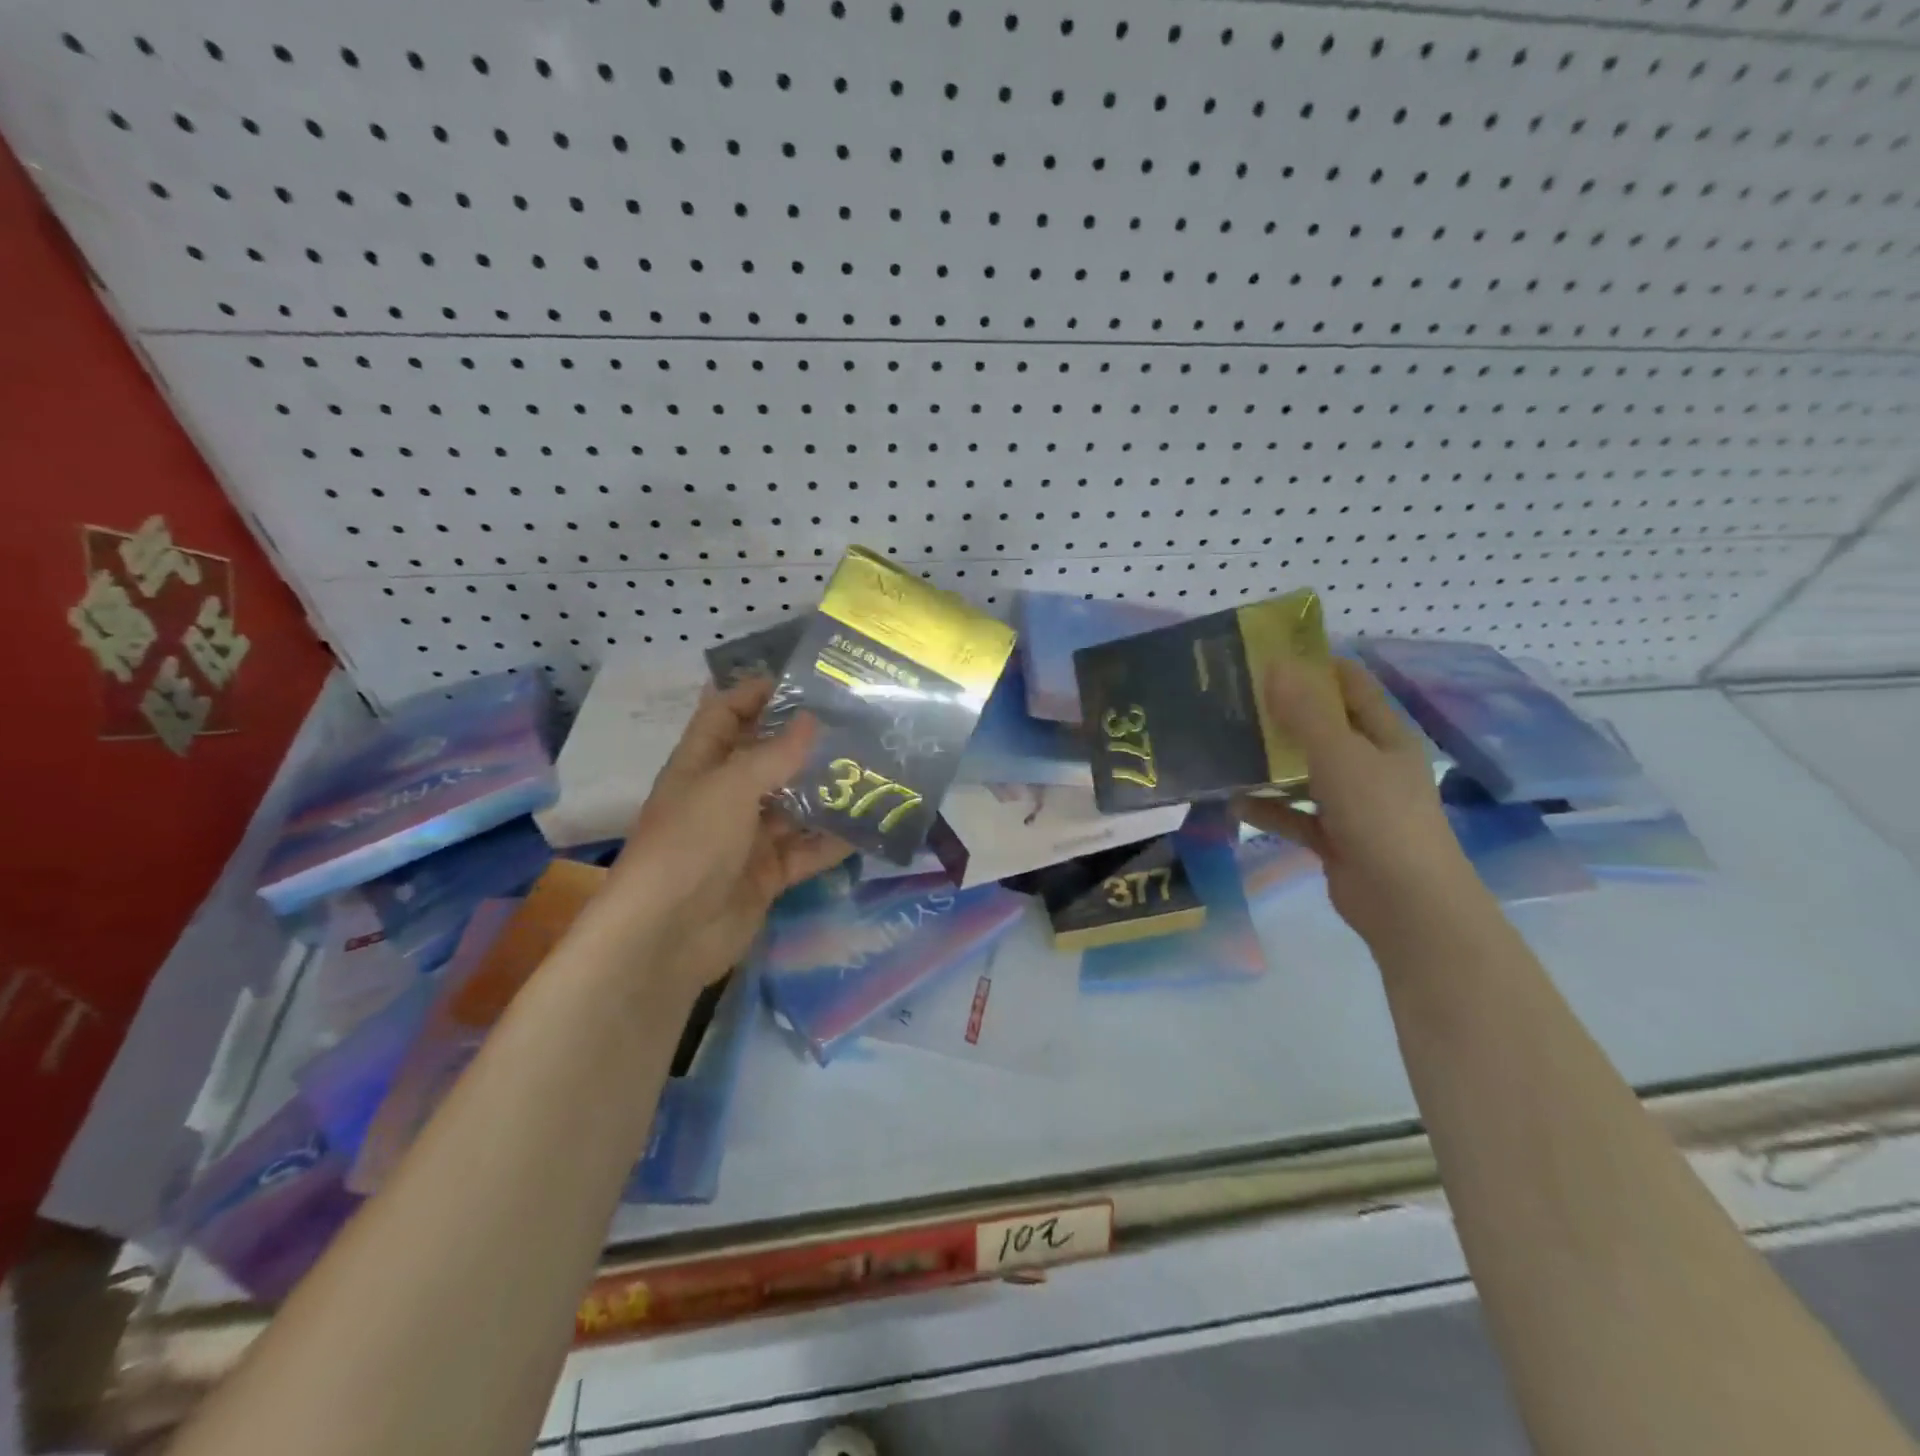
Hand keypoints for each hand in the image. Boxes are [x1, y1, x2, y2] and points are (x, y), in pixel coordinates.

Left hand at [590, 679, 850, 994]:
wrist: (668, 935)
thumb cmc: (690, 844)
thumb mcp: (730, 787)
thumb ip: (775, 754)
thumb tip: (812, 719)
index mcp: (701, 765)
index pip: (725, 713)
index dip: (756, 693)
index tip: (804, 680)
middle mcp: (724, 796)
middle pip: (767, 759)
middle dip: (805, 742)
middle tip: (856, 724)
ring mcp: (746, 837)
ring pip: (793, 805)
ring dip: (826, 791)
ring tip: (875, 769)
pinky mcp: (767, 873)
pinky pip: (807, 850)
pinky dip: (833, 840)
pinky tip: (869, 825)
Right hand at [1233, 658, 1481, 946]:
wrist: (1405, 902)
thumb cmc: (1380, 815)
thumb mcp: (1340, 755)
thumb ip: (1305, 713)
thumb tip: (1275, 665)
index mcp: (1385, 736)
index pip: (1352, 687)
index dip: (1318, 666)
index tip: (1270, 655)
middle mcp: (1370, 765)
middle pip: (1324, 728)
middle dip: (1284, 714)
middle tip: (1236, 699)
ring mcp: (1352, 804)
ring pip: (1305, 773)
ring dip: (1272, 764)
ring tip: (1227, 746)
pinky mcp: (1334, 838)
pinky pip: (1294, 816)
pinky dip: (1269, 810)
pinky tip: (1234, 803)